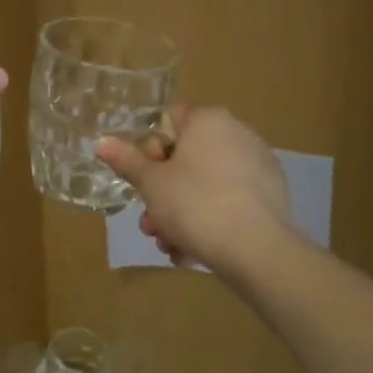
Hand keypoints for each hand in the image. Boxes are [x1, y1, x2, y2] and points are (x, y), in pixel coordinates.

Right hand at [97, 106, 293, 275]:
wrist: (257, 250)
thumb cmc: (195, 204)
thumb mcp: (151, 184)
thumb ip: (126, 160)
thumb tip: (101, 141)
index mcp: (208, 120)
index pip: (168, 120)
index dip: (150, 149)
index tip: (146, 179)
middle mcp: (236, 133)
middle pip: (185, 158)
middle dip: (162, 192)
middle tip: (150, 223)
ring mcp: (257, 165)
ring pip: (205, 184)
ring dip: (180, 213)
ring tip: (169, 246)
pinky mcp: (271, 196)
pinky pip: (229, 201)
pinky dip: (209, 221)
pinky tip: (193, 252)